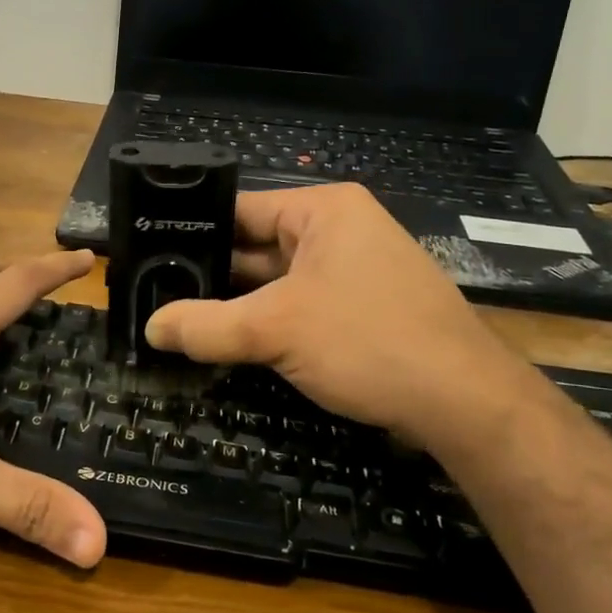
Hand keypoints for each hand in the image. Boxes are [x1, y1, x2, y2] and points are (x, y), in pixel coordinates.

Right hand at [144, 183, 535, 450]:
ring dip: (234, 304)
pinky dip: (263, 322)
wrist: (465, 403)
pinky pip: (296, 306)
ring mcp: (351, 271)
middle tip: (152, 292)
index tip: (147, 253)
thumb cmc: (369, 341)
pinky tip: (225, 340)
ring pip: (273, 282)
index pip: (239, 209)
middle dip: (209, 274)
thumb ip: (205, 326)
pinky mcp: (358, 308)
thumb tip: (149, 328)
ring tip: (175, 317)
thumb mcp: (275, 330)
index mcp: (323, 211)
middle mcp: (338, 231)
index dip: (191, 230)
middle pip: (254, 247)